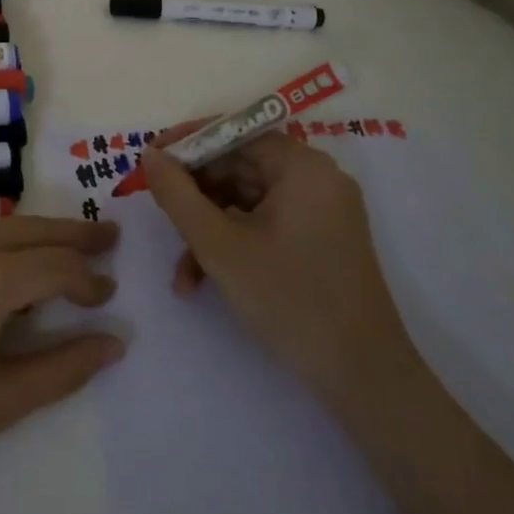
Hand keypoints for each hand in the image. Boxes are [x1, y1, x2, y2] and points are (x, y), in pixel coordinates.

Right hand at [141, 126, 414, 408]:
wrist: (364, 380)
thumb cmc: (290, 300)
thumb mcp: (220, 246)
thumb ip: (177, 195)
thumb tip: (150, 155)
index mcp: (302, 166)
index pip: (233, 133)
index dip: (186, 145)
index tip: (148, 163)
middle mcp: (316, 179)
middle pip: (238, 167)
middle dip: (194, 198)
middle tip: (159, 218)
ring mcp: (321, 212)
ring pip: (246, 202)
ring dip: (208, 230)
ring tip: (181, 274)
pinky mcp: (320, 241)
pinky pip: (264, 225)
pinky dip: (233, 245)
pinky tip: (203, 281)